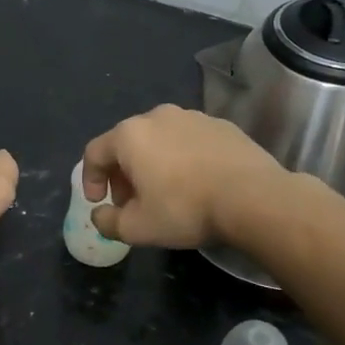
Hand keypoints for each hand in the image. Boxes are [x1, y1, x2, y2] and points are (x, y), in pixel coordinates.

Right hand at [81, 104, 285, 248]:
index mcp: (130, 135)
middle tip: (131, 203)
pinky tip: (196, 184)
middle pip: (127, 144)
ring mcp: (193, 117)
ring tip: (164, 193)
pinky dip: (182, 159)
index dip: (90, 180)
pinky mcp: (221, 125)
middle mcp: (157, 116)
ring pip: (159, 140)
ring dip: (153, 165)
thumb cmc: (185, 209)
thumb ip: (107, 222)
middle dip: (122, 174)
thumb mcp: (137, 228)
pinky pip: (189, 141)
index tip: (99, 203)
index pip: (94, 153)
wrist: (254, 198)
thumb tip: (100, 215)